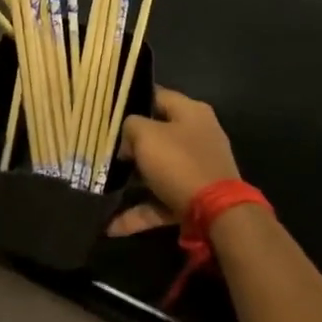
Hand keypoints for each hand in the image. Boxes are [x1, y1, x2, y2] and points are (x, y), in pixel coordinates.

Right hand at [108, 88, 241, 236]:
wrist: (218, 214)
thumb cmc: (179, 163)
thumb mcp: (146, 135)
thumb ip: (131, 126)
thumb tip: (128, 138)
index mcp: (191, 112)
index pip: (157, 96)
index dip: (132, 100)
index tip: (108, 112)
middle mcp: (198, 136)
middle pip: (157, 134)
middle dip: (130, 145)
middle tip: (104, 150)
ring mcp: (198, 168)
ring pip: (158, 170)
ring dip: (132, 181)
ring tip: (104, 187)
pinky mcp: (195, 198)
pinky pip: (161, 200)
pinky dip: (140, 211)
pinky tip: (113, 226)